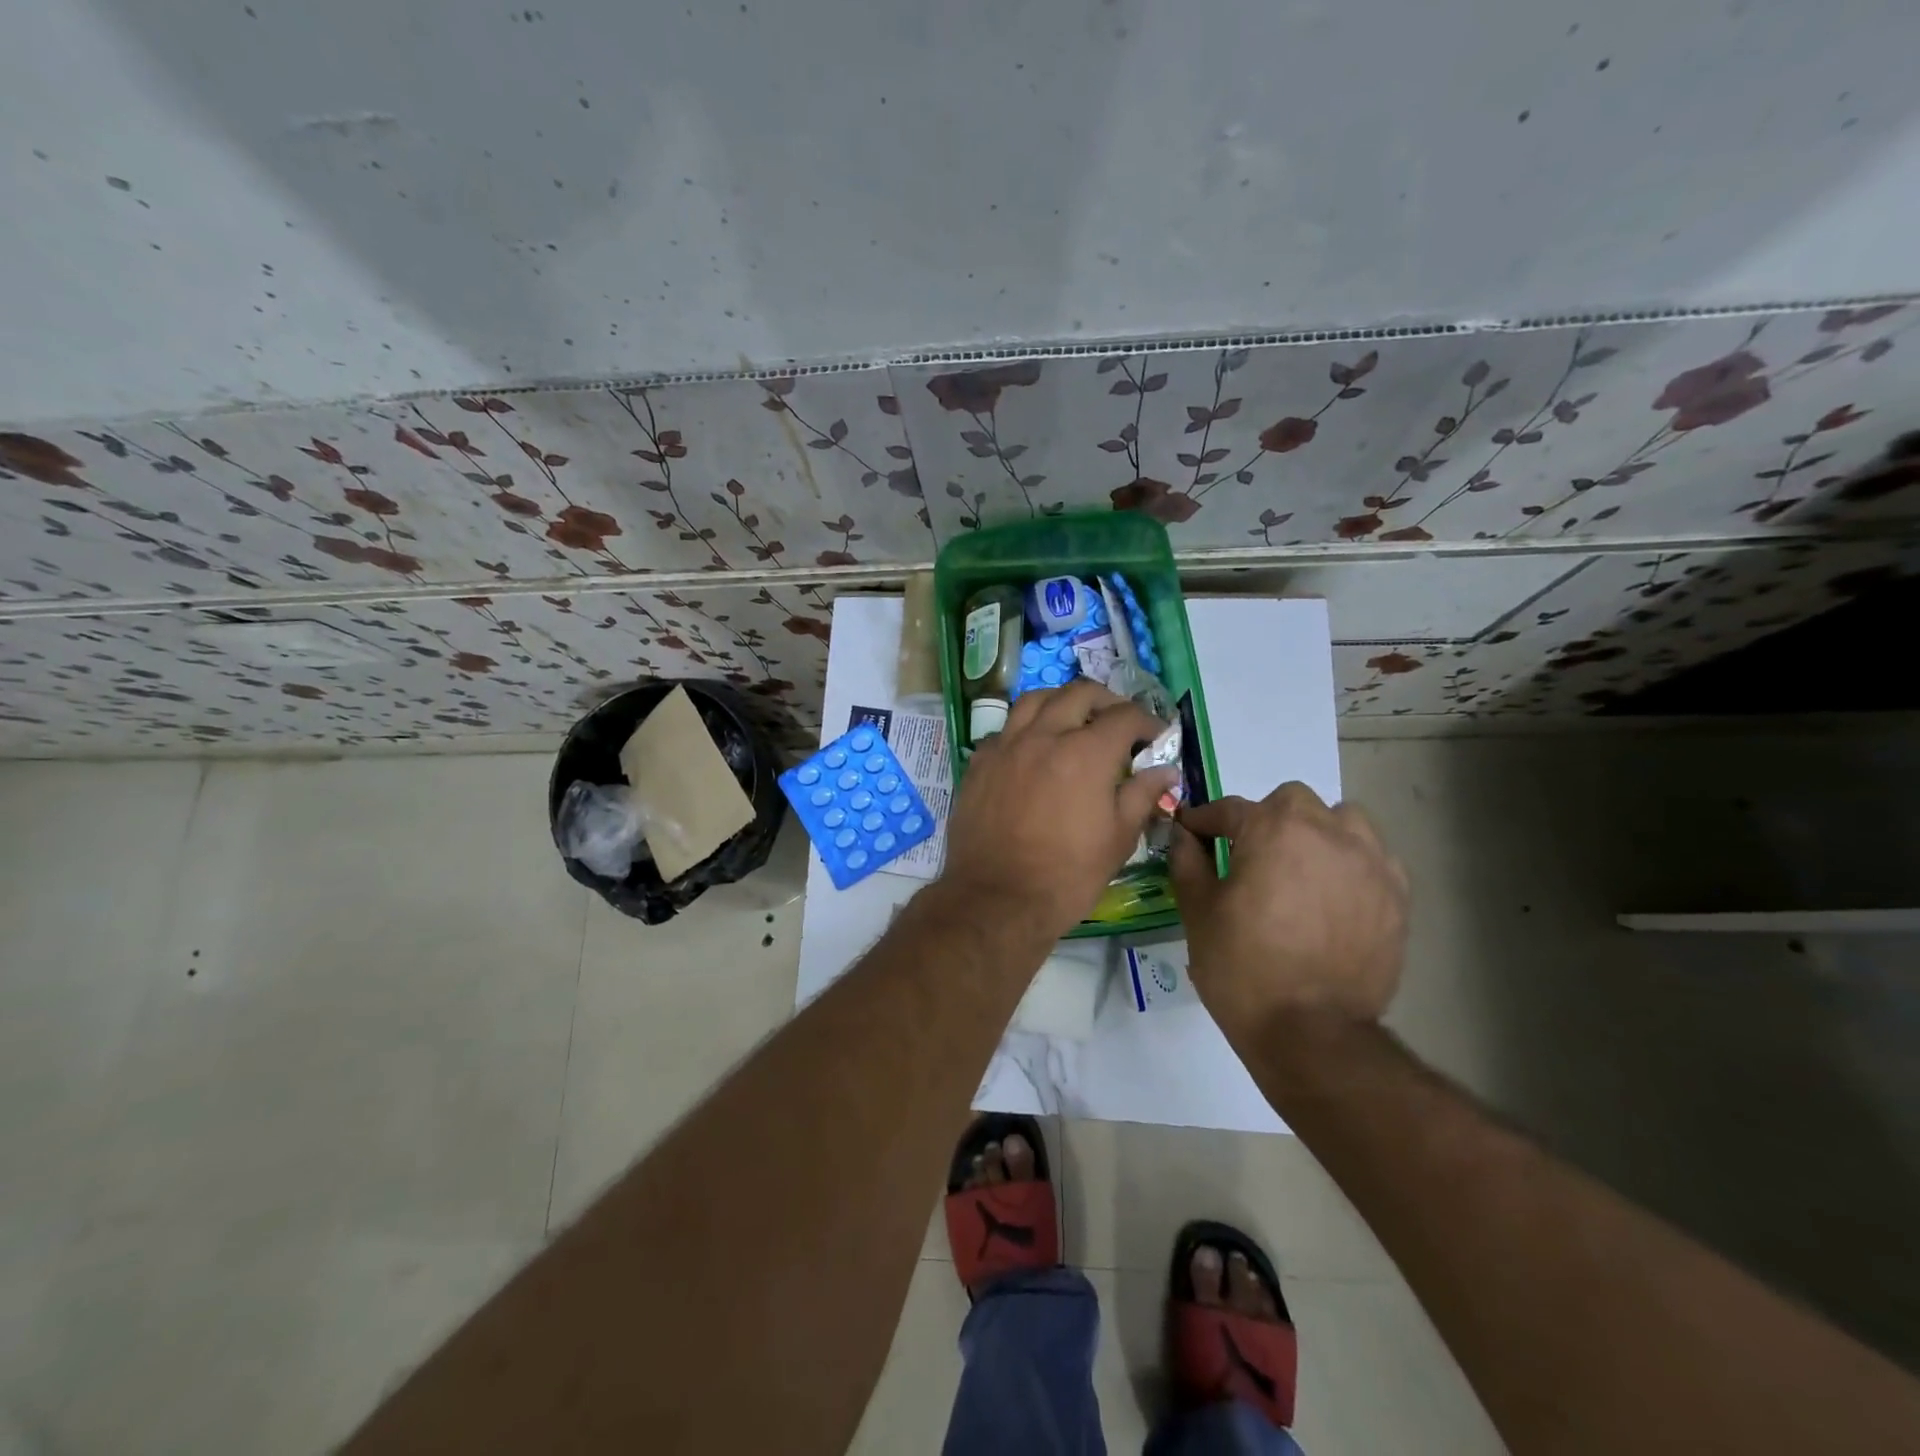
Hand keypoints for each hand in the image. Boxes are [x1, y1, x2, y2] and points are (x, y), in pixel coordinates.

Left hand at [942, 681, 1177, 937]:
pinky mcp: (979, 763)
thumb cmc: (1067, 875)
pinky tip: (1032, 749)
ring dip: (1061, 702)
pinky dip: (1025, 729)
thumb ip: (1142, 795)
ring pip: (1034, 700)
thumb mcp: (1118, 839)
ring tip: (1073, 720)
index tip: (1155, 738)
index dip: (1147, 723)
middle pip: (1078, 693)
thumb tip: (1165, 770)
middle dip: (1106, 701)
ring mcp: (1006, 746)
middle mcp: (1044, 736)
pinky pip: (1004, 729)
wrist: (996, 899)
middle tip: (1118, 722)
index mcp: (1085, 752)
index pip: (1124, 717)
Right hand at [1169, 783, 1407, 1035]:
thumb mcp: (1198, 911)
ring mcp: (1370, 862)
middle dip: (1267, 820)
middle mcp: (1327, 832)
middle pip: (1293, 802)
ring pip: (1344, 820)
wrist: (1310, 1033)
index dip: (1205, 821)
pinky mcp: (1397, 895)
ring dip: (1318, 832)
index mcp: (1273, 829)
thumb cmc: (1241, 967)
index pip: (1230, 809)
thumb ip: (1187, 860)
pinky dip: (1352, 863)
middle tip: (1250, 856)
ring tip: (1301, 867)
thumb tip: (1183, 833)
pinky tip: (1336, 894)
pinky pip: (1375, 857)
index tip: (1192, 833)